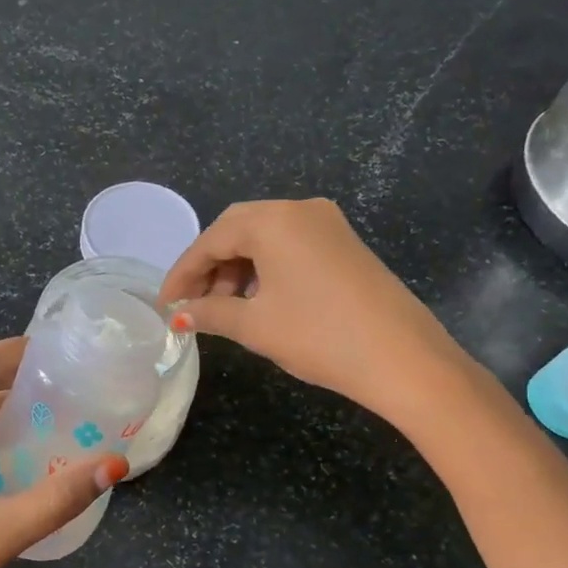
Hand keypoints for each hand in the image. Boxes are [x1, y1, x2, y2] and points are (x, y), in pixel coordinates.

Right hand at [158, 199, 464, 422]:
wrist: (403, 358)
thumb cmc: (318, 336)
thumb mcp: (254, 325)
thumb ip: (210, 312)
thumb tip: (180, 313)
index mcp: (274, 220)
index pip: (212, 239)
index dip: (183, 273)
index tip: (165, 304)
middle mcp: (300, 209)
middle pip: (238, 230)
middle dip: (210, 267)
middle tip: (193, 304)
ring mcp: (328, 224)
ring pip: (266, 238)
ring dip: (238, 268)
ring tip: (225, 308)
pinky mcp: (345, 244)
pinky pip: (291, 246)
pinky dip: (266, 269)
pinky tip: (259, 300)